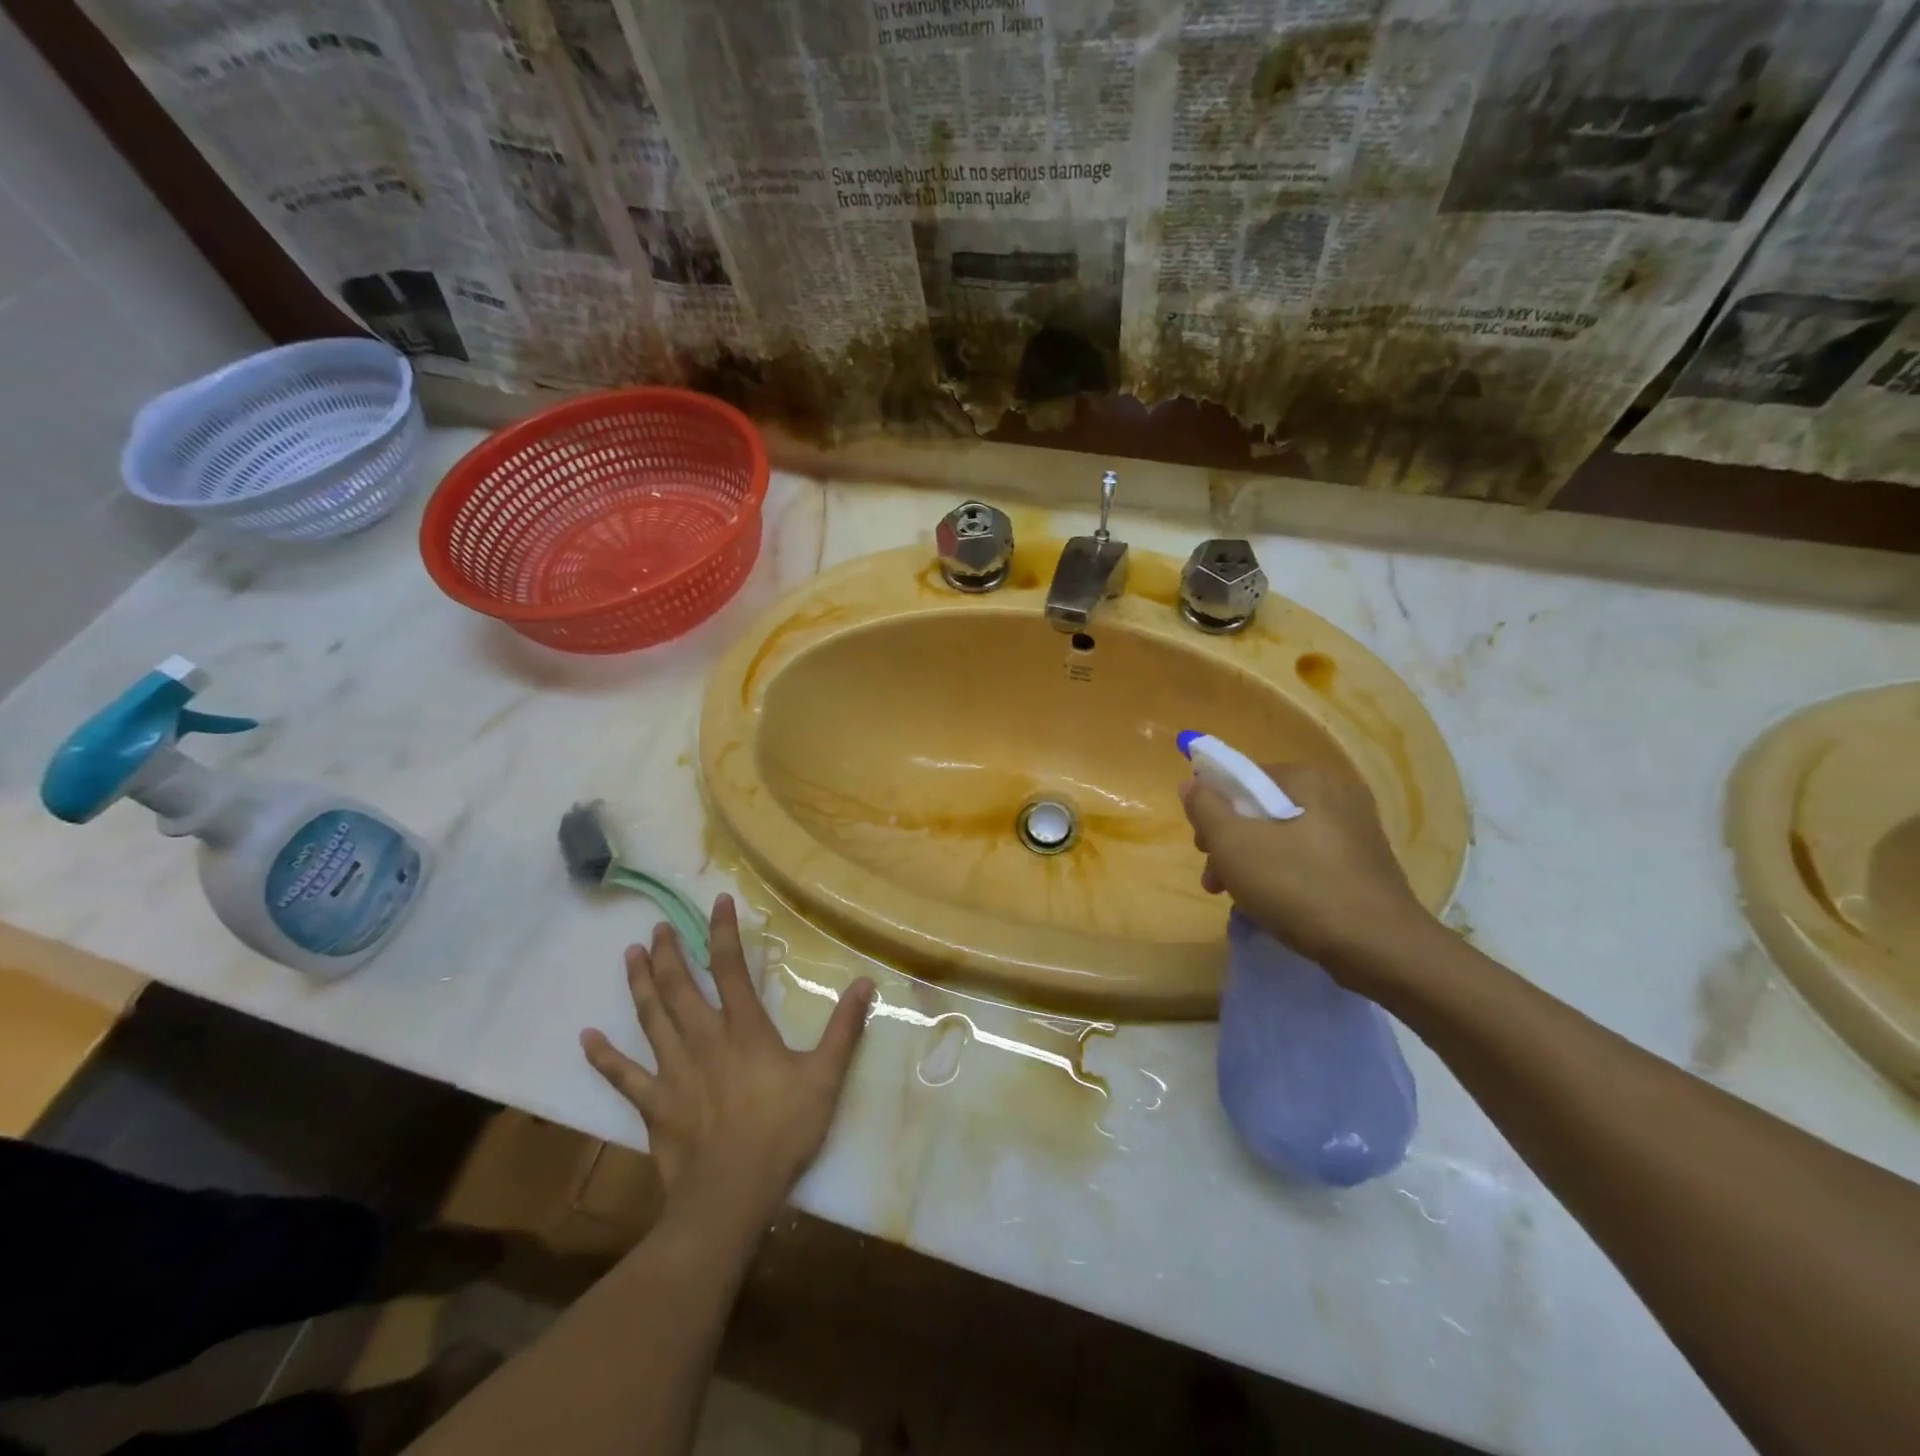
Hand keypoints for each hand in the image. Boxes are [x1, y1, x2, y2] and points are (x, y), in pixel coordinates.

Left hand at [579, 895, 874, 1226]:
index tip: (718, 902)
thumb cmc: (782, 1131)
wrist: (731, 1195)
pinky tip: (586, 1039)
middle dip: (669, 953)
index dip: (723, 932)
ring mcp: (673, 1070)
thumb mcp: (825, 1077)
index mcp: (743, 1028)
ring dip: (640, 984)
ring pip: (650, 1018)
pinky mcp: (653, 1104)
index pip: (730, 967)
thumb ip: (844, 1029)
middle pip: (679, 986)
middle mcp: (703, 1039)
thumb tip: (865, 982)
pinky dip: (603, 1057)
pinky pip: (622, 1076)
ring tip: (630, 956)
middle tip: (659, 927)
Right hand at [1180, 764, 1433, 984]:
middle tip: (1214, 878)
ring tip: (1237, 900)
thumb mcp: (1235, 845)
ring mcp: (1355, 833)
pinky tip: (1270, 907)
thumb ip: (1206, 807)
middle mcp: (1337, 796)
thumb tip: (1191, 783)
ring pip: (1283, 838)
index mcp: (1310, 780)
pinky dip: (1283, 877)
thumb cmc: (1299, 888)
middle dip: (1230, 842)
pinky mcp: (1364, 867)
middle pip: (1262, 809)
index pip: (1244, 776)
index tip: (1201, 845)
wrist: (1382, 950)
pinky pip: (1308, 861)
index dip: (1213, 807)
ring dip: (1251, 863)